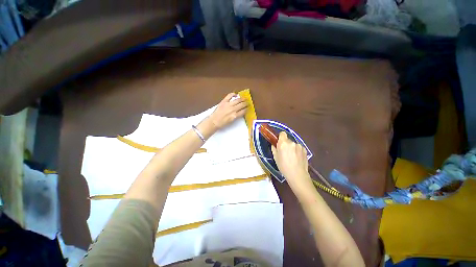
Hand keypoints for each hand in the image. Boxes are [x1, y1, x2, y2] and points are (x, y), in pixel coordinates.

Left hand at [208, 93, 247, 128]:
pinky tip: (235, 94)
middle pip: (242, 105)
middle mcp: (233, 109)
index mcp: (235, 115)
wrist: (214, 121)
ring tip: (244, 98)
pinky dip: (233, 94)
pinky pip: (229, 96)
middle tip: (248, 103)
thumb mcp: (231, 121)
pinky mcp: (224, 101)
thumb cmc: (222, 123)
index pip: (243, 111)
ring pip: (238, 100)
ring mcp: (228, 105)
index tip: (247, 108)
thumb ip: (236, 116)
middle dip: (246, 103)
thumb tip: (240, 112)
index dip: (246, 109)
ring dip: (242, 99)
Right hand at [271, 132, 311, 188]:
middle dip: (286, 144)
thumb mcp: (276, 158)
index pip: (282, 133)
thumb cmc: (284, 167)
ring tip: (292, 157)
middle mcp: (292, 142)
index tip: (279, 142)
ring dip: (292, 148)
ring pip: (293, 144)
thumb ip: (274, 149)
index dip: (280, 137)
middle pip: (288, 140)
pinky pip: (299, 148)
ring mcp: (299, 146)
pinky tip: (297, 158)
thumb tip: (274, 145)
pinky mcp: (305, 150)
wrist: (297, 175)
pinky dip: (297, 151)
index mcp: (283, 143)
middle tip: (284, 152)